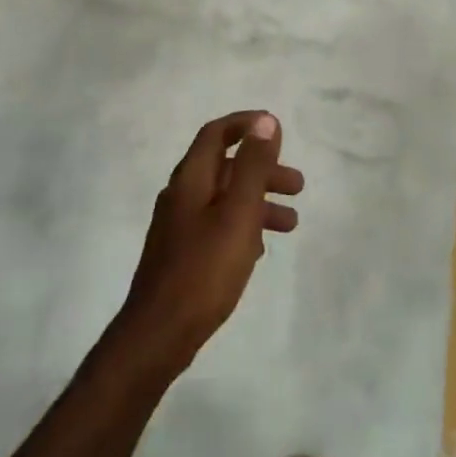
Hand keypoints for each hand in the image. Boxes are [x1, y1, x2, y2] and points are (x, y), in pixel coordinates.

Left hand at [114, 111, 303, 380]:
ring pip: (224, 199)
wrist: (158, 334)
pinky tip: (260, 249)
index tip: (277, 128)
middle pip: (225, 167)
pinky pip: (217, 225)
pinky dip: (243, 226)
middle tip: (297, 186)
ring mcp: (178, 226)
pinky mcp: (181, 254)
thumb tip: (265, 122)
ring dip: (258, 202)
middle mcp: (181, 195)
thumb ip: (253, 167)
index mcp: (191, 179)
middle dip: (262, 170)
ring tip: (291, 223)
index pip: (216, 133)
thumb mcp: (238, 213)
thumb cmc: (204, 269)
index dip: (246, 124)